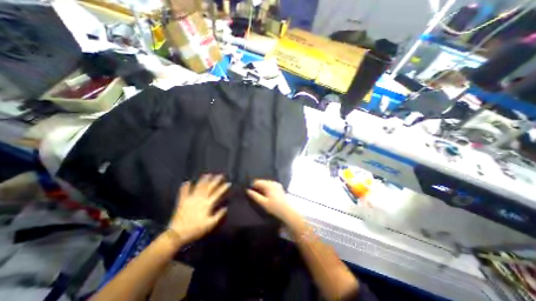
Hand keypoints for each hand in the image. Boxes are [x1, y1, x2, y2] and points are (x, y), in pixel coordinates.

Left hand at [169, 174, 229, 243]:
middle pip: (209, 187)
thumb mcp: (210, 224)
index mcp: (207, 204)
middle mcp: (200, 199)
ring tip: (208, 174)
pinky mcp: (182, 201)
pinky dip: (185, 186)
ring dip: (203, 180)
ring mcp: (190, 199)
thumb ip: (219, 215)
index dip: (223, 188)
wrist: (178, 234)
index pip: (217, 193)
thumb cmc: (196, 229)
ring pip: (198, 186)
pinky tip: (187, 181)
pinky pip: (183, 192)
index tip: (228, 183)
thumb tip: (225, 208)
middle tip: (220, 175)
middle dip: (215, 180)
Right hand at [248, 180, 299, 223]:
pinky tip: (266, 195)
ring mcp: (277, 184)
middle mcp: (273, 182)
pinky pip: (270, 185)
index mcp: (269, 185)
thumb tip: (248, 190)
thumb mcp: (263, 203)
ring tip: (260, 196)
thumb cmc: (274, 207)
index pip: (257, 181)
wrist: (287, 211)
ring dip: (262, 188)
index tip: (250, 192)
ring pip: (266, 183)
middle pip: (262, 182)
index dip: (252, 186)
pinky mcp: (279, 187)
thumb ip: (255, 196)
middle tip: (254, 195)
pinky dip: (267, 188)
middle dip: (257, 187)